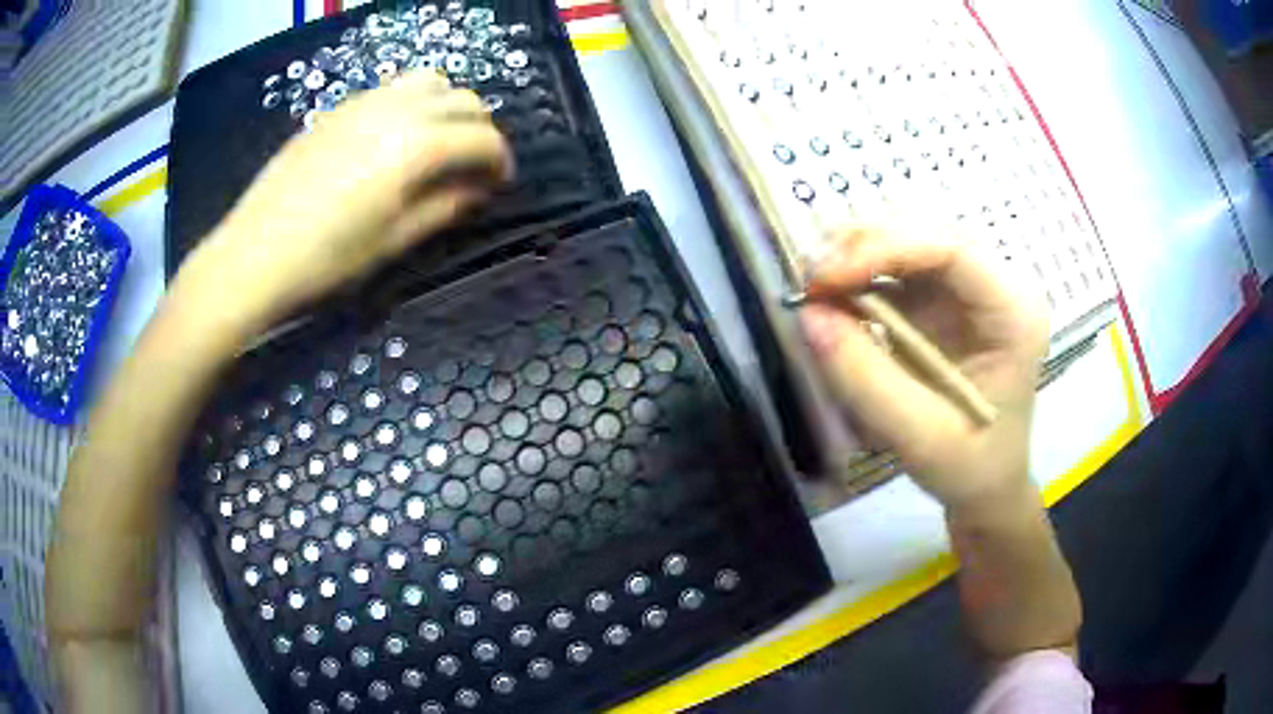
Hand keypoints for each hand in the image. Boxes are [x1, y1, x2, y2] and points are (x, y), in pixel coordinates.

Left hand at [180, 70, 513, 333]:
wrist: (254, 255)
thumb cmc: (326, 260)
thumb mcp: (393, 241)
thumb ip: (444, 207)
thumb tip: (477, 189)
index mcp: (417, 146)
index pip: (482, 138)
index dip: (500, 160)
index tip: (500, 183)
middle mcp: (397, 109)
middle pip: (463, 99)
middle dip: (481, 129)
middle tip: (475, 165)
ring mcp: (364, 103)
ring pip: (429, 81)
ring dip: (449, 106)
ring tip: (440, 142)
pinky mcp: (338, 109)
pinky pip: (391, 89)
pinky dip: (413, 103)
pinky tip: (397, 138)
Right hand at [800, 226, 1048, 513]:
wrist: (986, 483)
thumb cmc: (969, 466)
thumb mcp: (919, 436)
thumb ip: (865, 378)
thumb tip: (809, 315)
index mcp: (1013, 313)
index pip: (951, 248)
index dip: (884, 248)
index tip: (825, 278)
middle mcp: (996, 284)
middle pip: (926, 230)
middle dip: (863, 245)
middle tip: (810, 281)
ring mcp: (969, 286)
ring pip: (908, 237)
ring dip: (856, 251)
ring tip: (816, 285)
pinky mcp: (943, 296)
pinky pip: (897, 263)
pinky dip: (859, 271)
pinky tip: (834, 292)